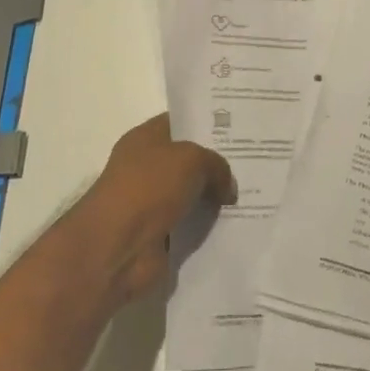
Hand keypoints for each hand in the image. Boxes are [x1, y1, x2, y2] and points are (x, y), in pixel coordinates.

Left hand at [73, 113, 234, 301]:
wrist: (117, 248)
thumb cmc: (149, 187)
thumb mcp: (192, 159)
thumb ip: (216, 165)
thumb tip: (227, 187)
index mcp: (145, 138)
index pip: (180, 123)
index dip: (207, 124)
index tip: (238, 128)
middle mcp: (145, 167)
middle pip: (188, 160)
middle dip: (216, 163)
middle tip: (253, 163)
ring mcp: (150, 203)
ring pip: (191, 194)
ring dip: (214, 198)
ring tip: (251, 195)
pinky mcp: (158, 235)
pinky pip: (190, 225)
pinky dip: (207, 227)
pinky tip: (235, 223)